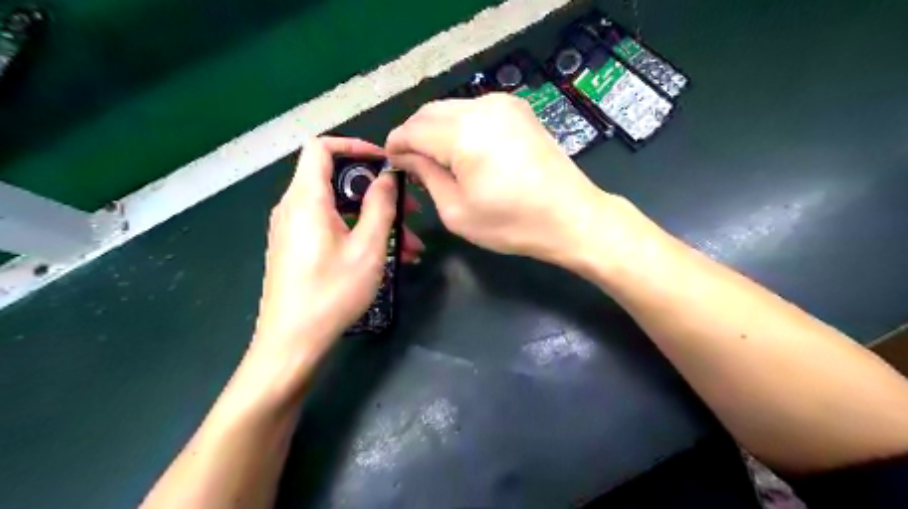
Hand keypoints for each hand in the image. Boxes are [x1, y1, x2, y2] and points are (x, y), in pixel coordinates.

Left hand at [249, 138, 423, 366]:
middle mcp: (294, 208)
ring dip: (376, 221)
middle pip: (338, 182)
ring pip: (341, 210)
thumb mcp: (367, 247)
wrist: (292, 343)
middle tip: (411, 211)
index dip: (355, 146)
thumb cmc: (332, 292)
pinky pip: (332, 229)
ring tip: (410, 247)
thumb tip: (387, 177)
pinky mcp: (298, 250)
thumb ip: (380, 206)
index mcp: (306, 199)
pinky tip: (389, 258)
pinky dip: (360, 235)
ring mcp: (294, 230)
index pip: (322, 148)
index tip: (386, 162)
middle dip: (378, 193)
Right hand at [384, 94, 604, 264]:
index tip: (391, 163)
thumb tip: (406, 158)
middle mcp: (482, 107)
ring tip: (436, 160)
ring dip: (436, 130)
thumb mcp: (457, 211)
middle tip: (411, 164)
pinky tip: (462, 150)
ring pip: (451, 108)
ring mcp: (504, 104)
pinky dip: (459, 127)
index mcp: (463, 133)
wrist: (571, 217)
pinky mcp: (518, 110)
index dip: (395, 145)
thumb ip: (426, 177)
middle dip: (414, 135)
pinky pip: (474, 111)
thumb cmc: (512, 223)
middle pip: (429, 112)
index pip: (412, 129)